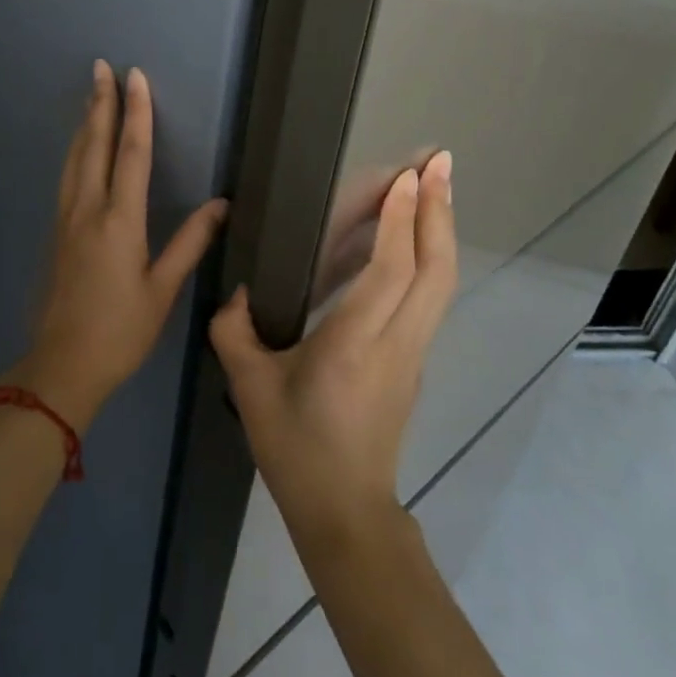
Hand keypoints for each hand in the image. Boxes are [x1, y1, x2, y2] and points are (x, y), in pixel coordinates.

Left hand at [12, 61, 228, 432]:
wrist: (61, 366)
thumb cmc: (121, 331)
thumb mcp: (163, 290)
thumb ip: (190, 242)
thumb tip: (221, 204)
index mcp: (119, 221)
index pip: (130, 153)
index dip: (136, 113)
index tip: (135, 77)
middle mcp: (88, 210)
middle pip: (94, 145)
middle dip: (100, 103)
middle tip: (101, 67)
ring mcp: (66, 220)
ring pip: (74, 158)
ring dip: (84, 123)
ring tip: (89, 95)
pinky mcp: (56, 232)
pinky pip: (67, 177)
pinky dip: (75, 150)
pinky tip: (77, 148)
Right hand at [210, 152, 456, 538]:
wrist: (345, 514)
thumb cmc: (295, 449)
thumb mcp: (249, 388)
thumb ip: (234, 330)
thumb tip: (240, 290)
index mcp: (354, 346)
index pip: (390, 273)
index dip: (401, 222)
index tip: (407, 177)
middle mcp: (396, 343)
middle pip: (434, 270)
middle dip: (439, 211)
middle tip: (440, 162)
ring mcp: (413, 354)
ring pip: (440, 283)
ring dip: (441, 229)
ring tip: (437, 186)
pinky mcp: (415, 361)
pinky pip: (430, 297)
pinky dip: (431, 256)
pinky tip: (418, 237)